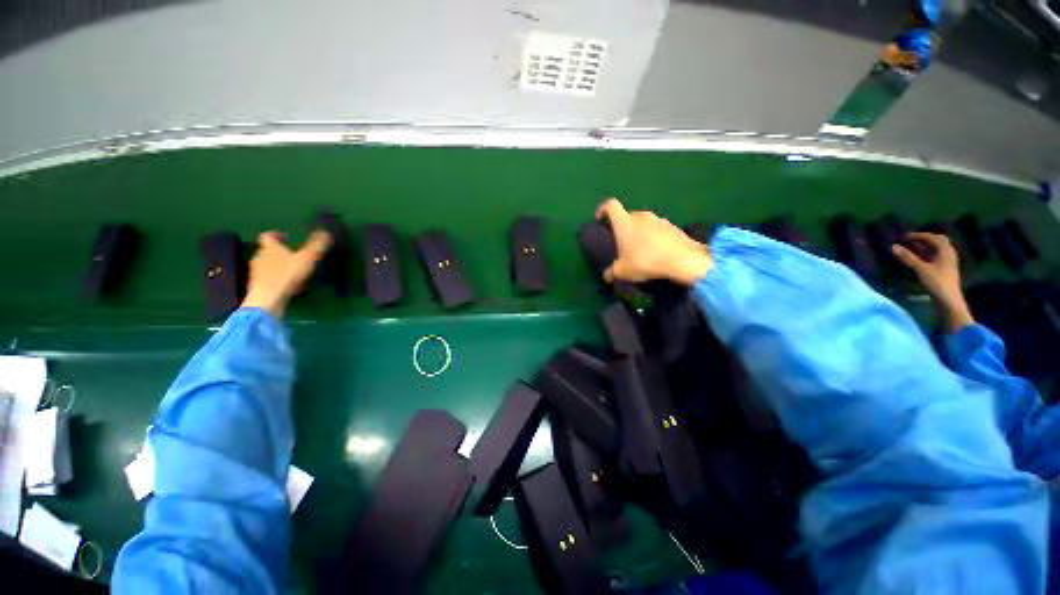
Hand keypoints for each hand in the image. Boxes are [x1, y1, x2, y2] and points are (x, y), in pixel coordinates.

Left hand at [241, 230, 331, 318]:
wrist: (267, 299)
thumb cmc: (287, 275)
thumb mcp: (307, 258)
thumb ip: (317, 246)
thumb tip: (326, 232)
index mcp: (270, 248)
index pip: (268, 236)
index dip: (276, 235)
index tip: (285, 237)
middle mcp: (259, 257)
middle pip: (267, 251)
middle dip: (278, 252)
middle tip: (292, 256)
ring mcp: (256, 272)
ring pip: (266, 265)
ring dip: (277, 266)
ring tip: (291, 272)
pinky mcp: (257, 286)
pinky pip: (267, 278)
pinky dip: (276, 279)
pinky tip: (287, 285)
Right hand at [596, 198, 712, 285]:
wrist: (682, 260)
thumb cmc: (645, 261)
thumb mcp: (623, 271)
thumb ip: (612, 272)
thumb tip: (606, 275)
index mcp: (624, 222)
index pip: (610, 205)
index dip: (602, 209)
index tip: (600, 219)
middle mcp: (641, 216)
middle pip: (628, 216)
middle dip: (624, 228)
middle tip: (623, 245)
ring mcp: (659, 219)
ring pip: (644, 224)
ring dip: (640, 234)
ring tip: (641, 252)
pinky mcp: (674, 227)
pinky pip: (658, 230)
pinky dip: (655, 239)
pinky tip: (657, 254)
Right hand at [892, 232, 973, 331]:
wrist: (949, 300)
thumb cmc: (936, 282)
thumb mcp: (920, 269)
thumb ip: (907, 257)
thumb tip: (893, 246)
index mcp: (945, 250)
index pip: (931, 237)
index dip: (918, 236)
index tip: (904, 237)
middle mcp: (949, 253)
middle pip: (938, 241)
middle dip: (925, 239)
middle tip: (911, 241)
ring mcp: (949, 262)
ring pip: (938, 249)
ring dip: (927, 246)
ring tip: (914, 248)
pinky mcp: (946, 269)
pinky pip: (937, 256)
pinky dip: (928, 254)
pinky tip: (921, 258)